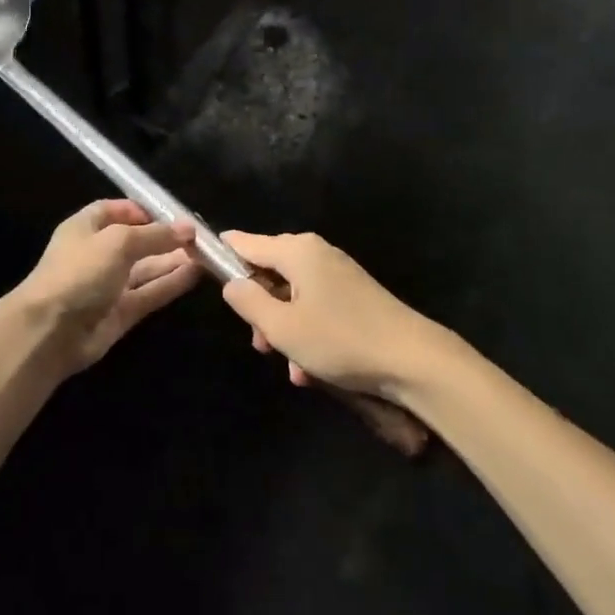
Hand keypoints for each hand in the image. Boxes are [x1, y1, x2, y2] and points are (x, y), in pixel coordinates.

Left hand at [7, 201, 199, 375]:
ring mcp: (109, 285)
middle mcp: (98, 253)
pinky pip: (150, 293)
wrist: (51, 330)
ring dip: (173, 260)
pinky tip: (196, 274)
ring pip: (147, 268)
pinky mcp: (121, 312)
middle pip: (136, 240)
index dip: (142, 210)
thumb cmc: (79, 271)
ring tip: (207, 254)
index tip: (173, 214)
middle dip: (165, 237)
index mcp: (86, 227)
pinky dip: (171, 284)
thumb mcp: (118, 242)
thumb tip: (188, 228)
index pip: (115, 211)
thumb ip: (155, 235)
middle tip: (201, 238)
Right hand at [221, 231, 441, 397]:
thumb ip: (248, 302)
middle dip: (259, 310)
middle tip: (262, 346)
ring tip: (292, 368)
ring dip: (285, 331)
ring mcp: (337, 274)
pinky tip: (313, 371)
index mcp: (297, 251)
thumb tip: (232, 283)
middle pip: (269, 272)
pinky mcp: (354, 297)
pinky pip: (316, 309)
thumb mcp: (283, 327)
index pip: (245, 243)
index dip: (221, 254)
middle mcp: (316, 254)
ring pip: (292, 297)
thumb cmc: (341, 340)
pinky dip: (308, 335)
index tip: (199, 264)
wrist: (415, 361)